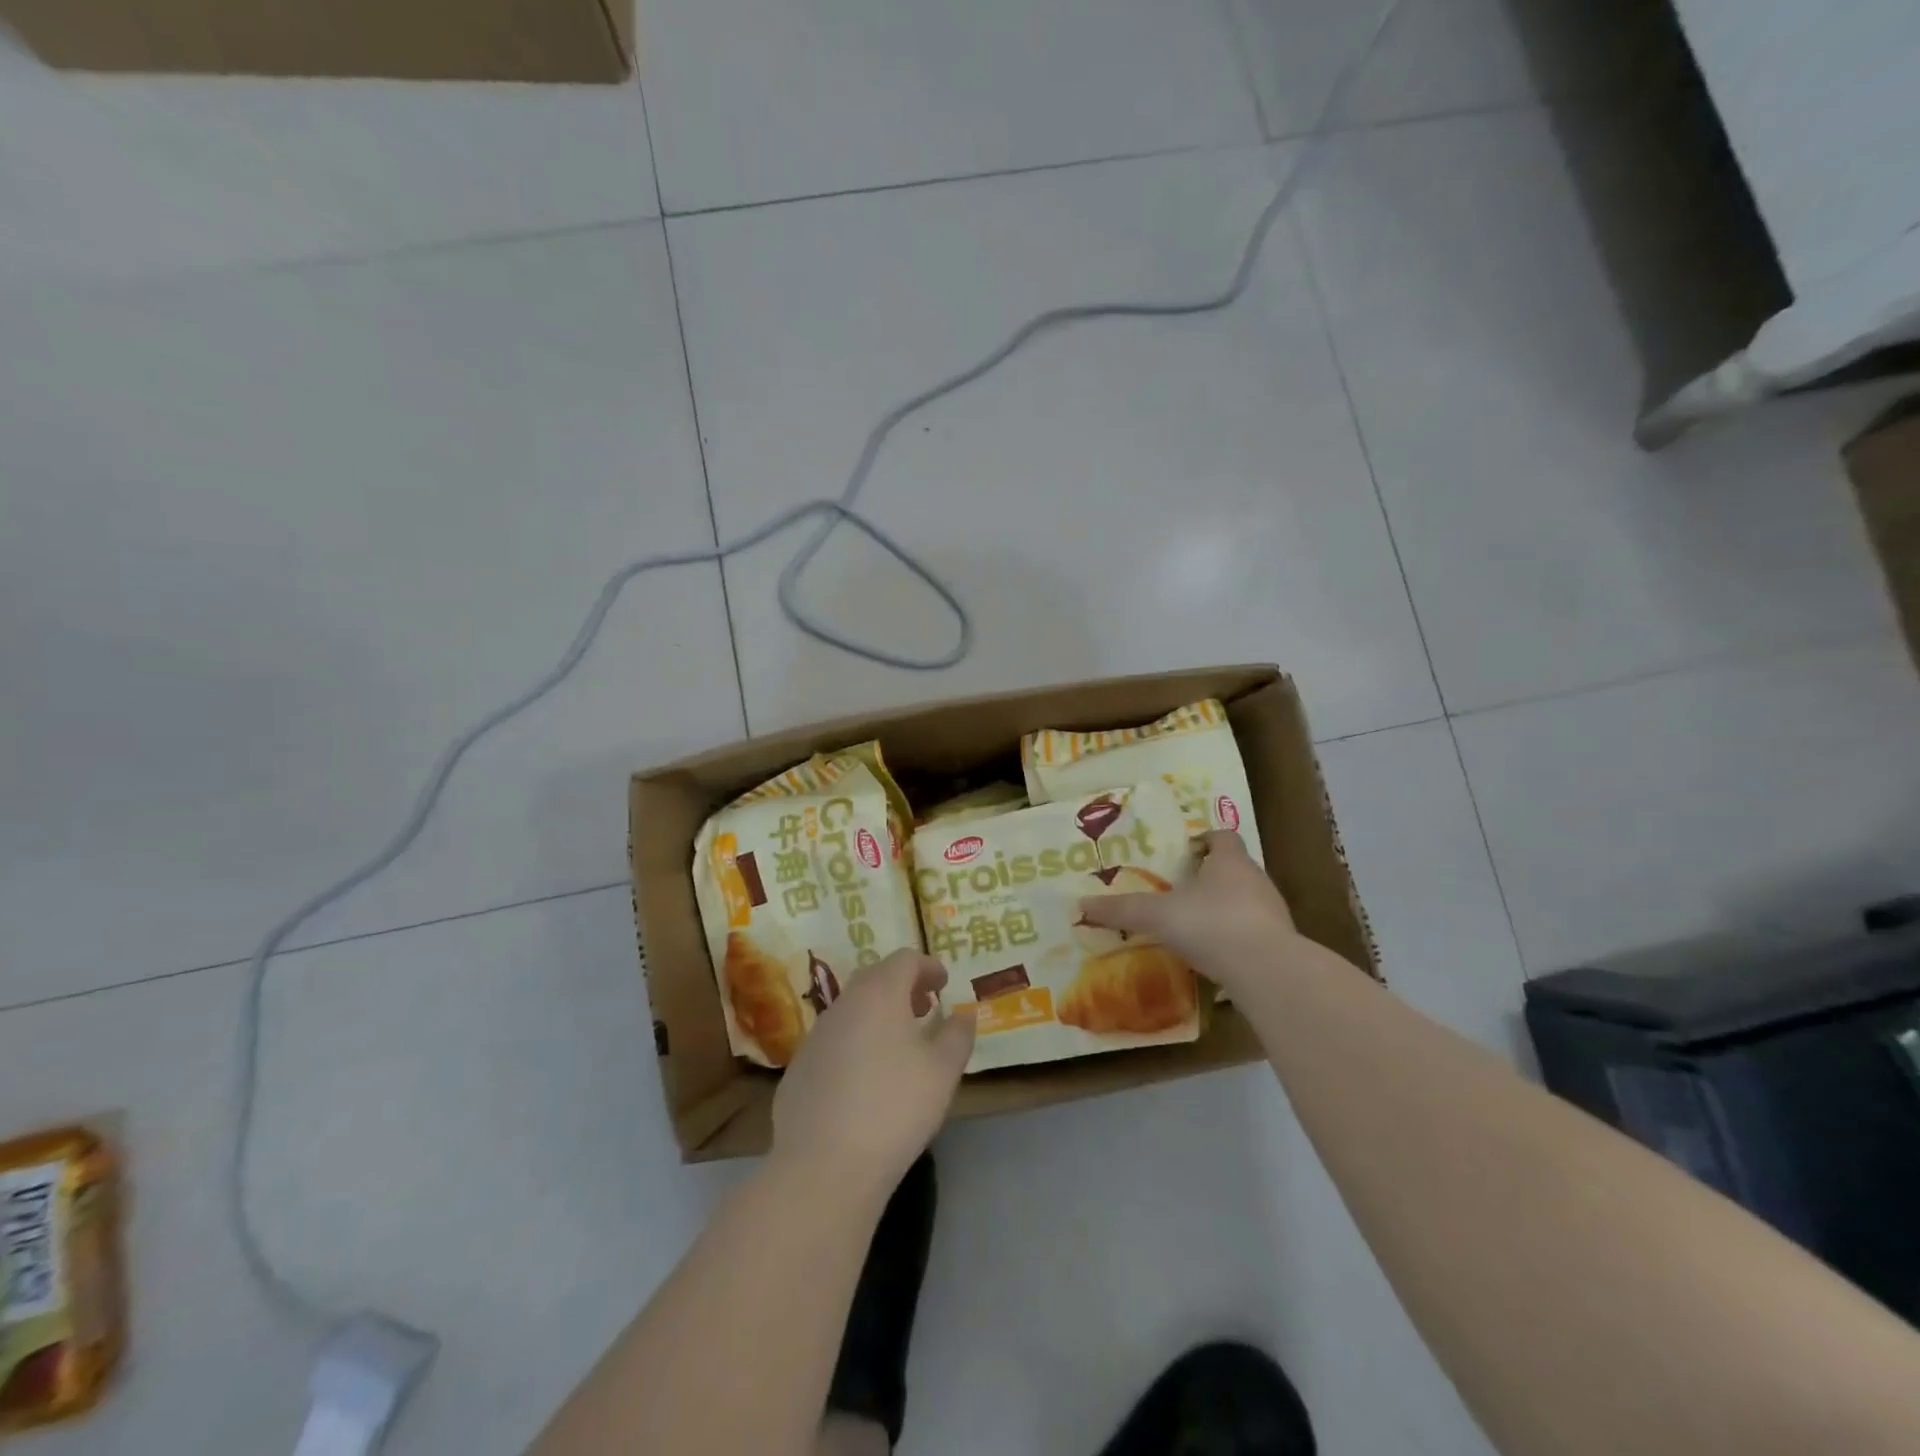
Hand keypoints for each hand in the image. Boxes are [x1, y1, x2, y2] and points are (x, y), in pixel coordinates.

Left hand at [771, 949, 975, 1197]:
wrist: (822, 1166)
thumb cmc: (894, 1108)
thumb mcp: (942, 1072)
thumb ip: (957, 1035)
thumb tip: (963, 1014)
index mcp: (879, 993)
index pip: (905, 960)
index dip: (928, 967)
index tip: (944, 984)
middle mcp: (843, 1004)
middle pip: (875, 978)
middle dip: (903, 987)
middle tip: (924, 1008)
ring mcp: (816, 1035)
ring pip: (852, 1009)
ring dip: (878, 1015)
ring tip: (900, 1044)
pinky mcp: (799, 1068)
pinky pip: (834, 1040)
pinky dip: (856, 1042)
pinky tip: (866, 1079)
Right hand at [1078, 830, 1301, 997]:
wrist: (1268, 972)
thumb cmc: (1212, 925)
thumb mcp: (1158, 916)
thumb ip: (1123, 910)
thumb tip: (1081, 905)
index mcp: (1230, 862)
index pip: (1223, 837)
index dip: (1205, 840)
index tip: (1185, 851)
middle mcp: (1256, 880)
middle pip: (1234, 868)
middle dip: (1210, 876)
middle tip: (1180, 888)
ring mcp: (1273, 914)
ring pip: (1246, 901)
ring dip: (1224, 908)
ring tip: (1194, 924)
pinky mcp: (1280, 945)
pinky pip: (1253, 934)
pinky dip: (1234, 939)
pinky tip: (1214, 956)